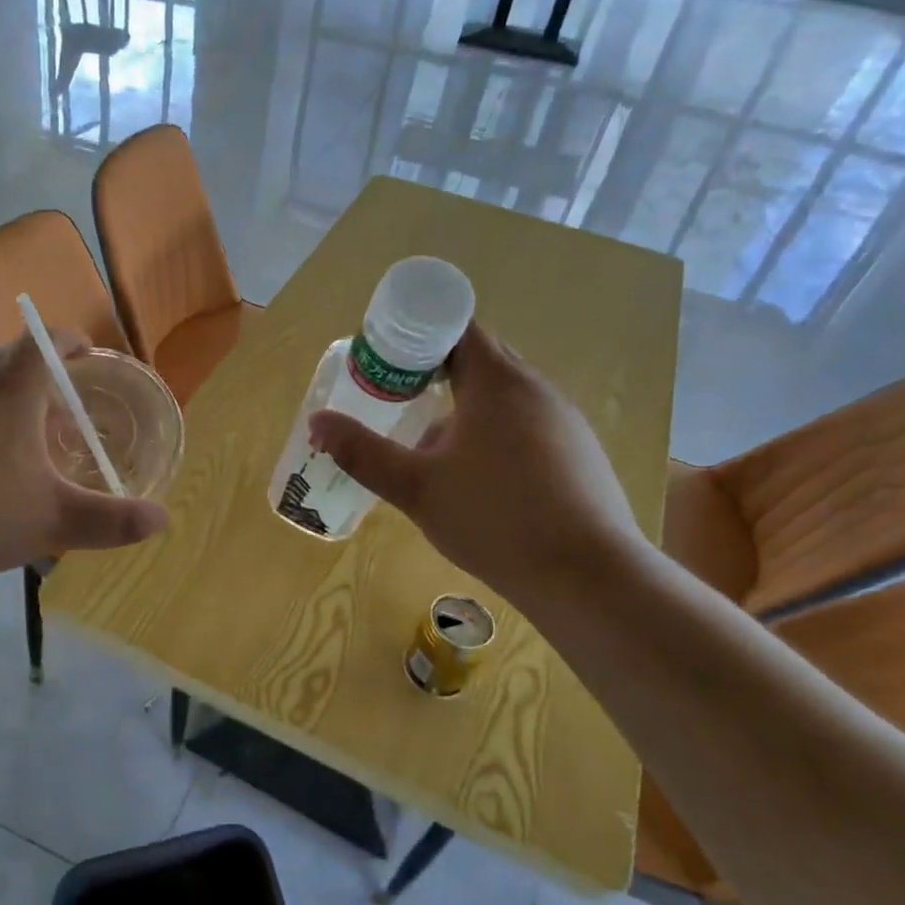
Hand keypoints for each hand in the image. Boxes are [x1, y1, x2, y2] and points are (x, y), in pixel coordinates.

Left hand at [0, 331, 167, 588]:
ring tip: (4, 445)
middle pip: (5, 360)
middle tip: (51, 412)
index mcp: (9, 391)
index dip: (69, 341)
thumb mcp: (54, 521)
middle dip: (33, 376)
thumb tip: (162, 520)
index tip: (83, 353)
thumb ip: (112, 521)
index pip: (44, 342)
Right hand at [308, 323, 648, 606]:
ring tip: (430, 442)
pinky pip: (527, 424)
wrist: (587, 577)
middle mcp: (536, 389)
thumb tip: (317, 422)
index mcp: (497, 382)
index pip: (457, 327)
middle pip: (480, 358)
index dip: (417, 333)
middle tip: (395, 395)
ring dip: (465, 406)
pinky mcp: (579, 453)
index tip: (385, 357)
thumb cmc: (495, 519)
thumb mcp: (416, 488)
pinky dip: (494, 432)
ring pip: (504, 395)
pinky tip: (478, 478)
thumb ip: (363, 452)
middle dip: (435, 370)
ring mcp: (564, 421)